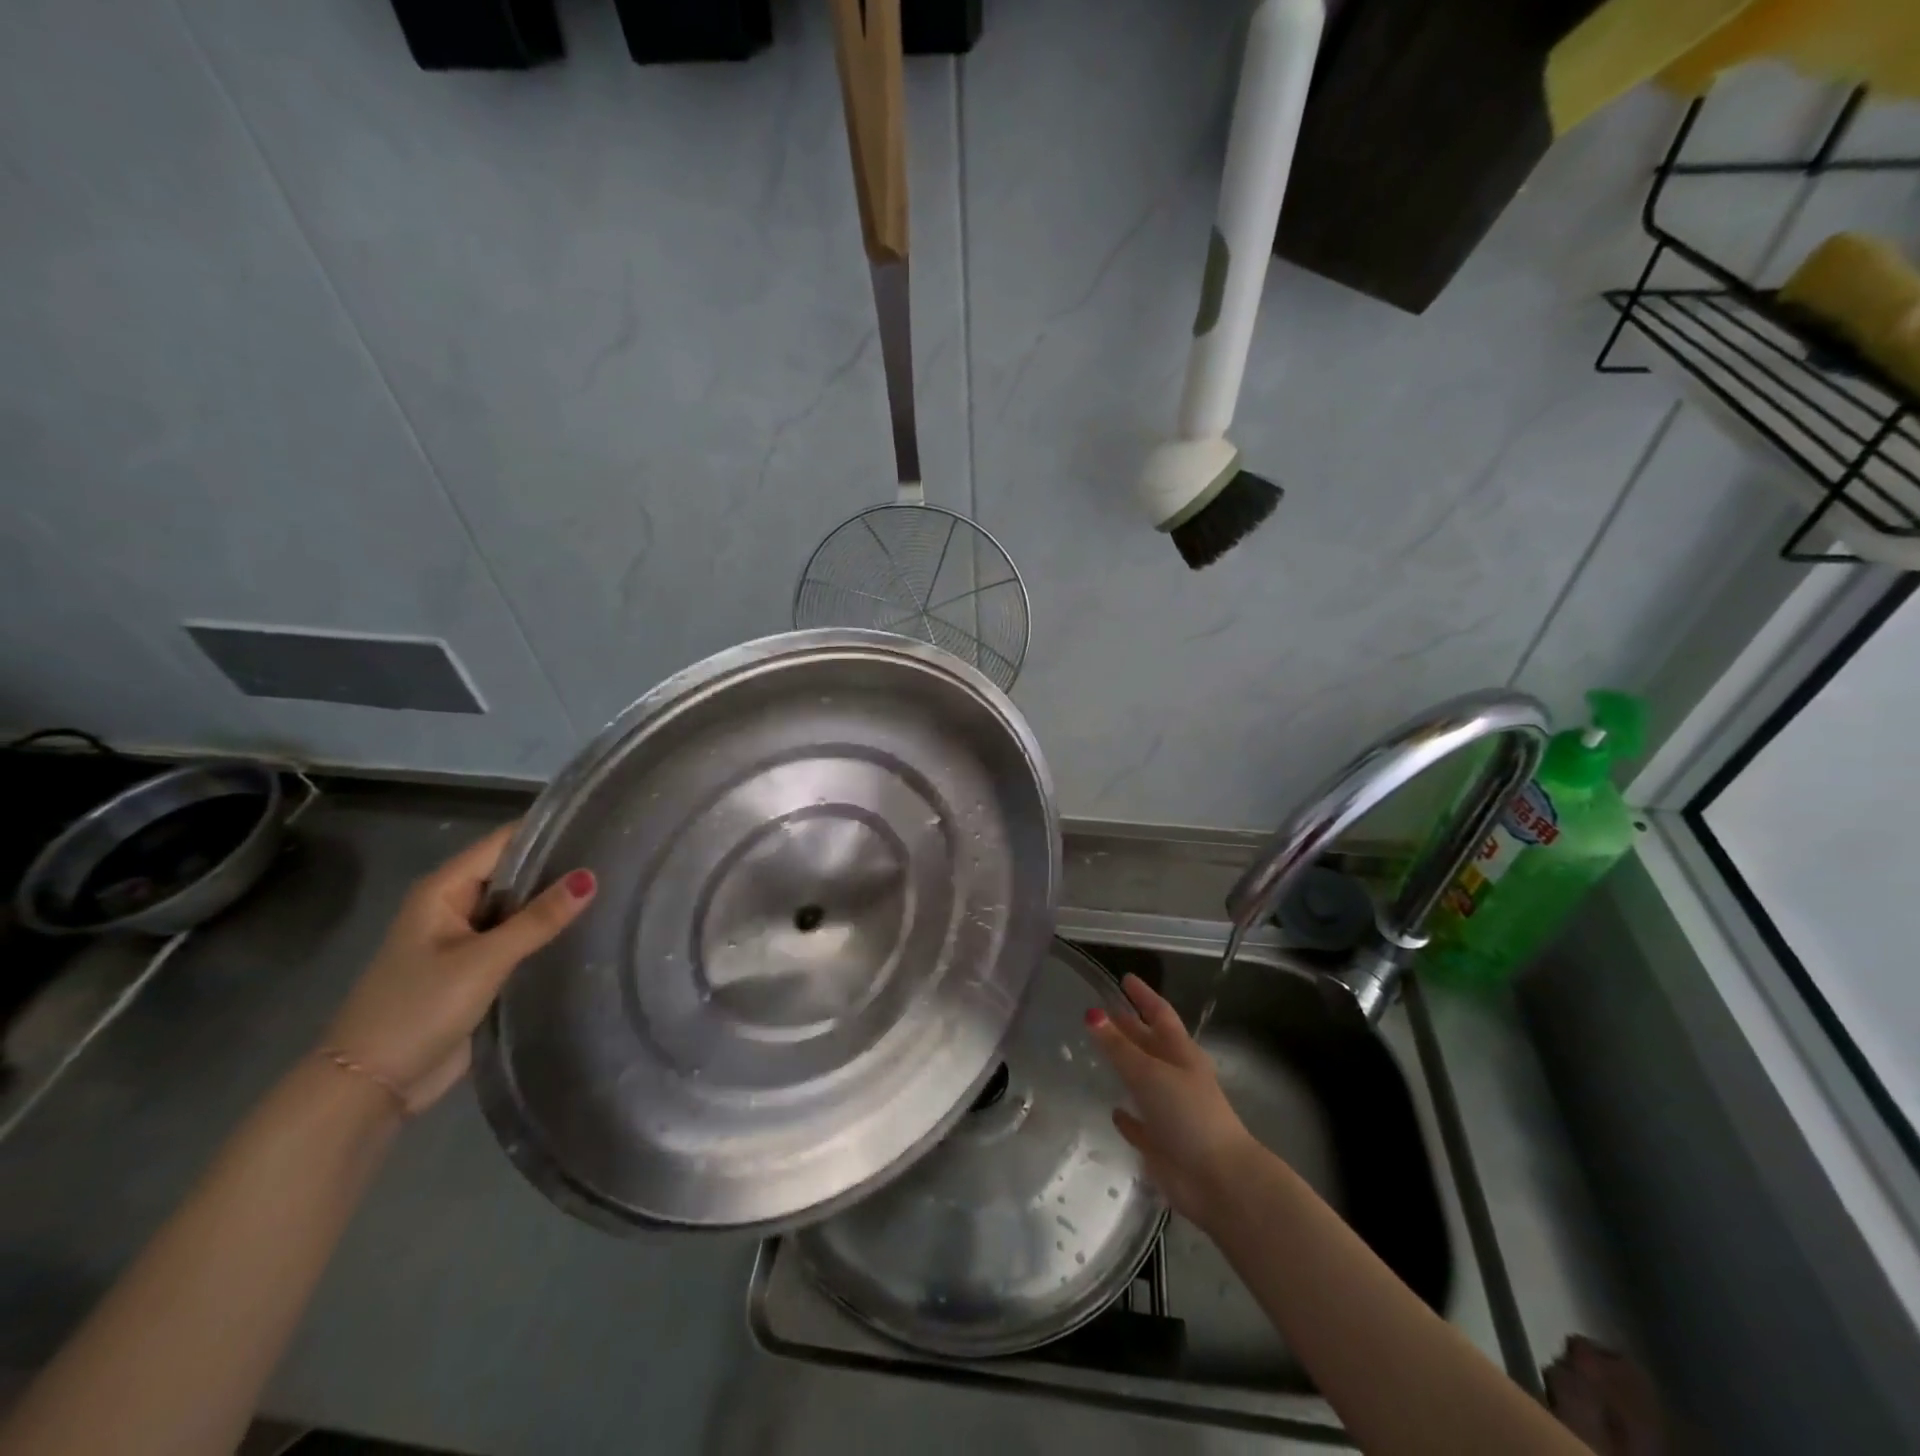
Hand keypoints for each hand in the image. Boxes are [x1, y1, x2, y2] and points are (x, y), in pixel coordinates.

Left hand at [319, 825, 595, 1114]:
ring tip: (616, 888)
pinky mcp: (477, 970)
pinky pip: (519, 940)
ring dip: (554, 904)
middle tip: (618, 859)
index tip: (599, 825)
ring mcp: (466, 940)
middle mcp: (454, 906)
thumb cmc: (418, 1010)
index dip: (548, 832)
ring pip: (519, 908)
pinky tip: (588, 930)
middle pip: (515, 873)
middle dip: (559, 868)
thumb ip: (538, 920)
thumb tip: (590, 877)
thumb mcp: (483, 961)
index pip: (505, 843)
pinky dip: (546, 934)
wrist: (370, 1088)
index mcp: (443, 890)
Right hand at [1086, 974, 1255, 1230]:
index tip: (1124, 978)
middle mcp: (1176, 1077)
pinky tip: (1113, 1111)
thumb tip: (1092, 1013)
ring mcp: (1170, 1111)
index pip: (1159, 1014)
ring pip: (1142, 1081)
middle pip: (1148, 1044)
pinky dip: (1128, 1117)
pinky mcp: (1161, 1143)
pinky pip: (1140, 1124)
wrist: (1218, 1180)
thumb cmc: (1188, 1114)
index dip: (1143, 996)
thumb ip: (1119, 1046)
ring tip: (1098, 1053)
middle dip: (1128, 1027)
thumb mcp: (1150, 1073)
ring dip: (1124, 1067)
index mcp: (1181, 1054)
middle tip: (1100, 1012)